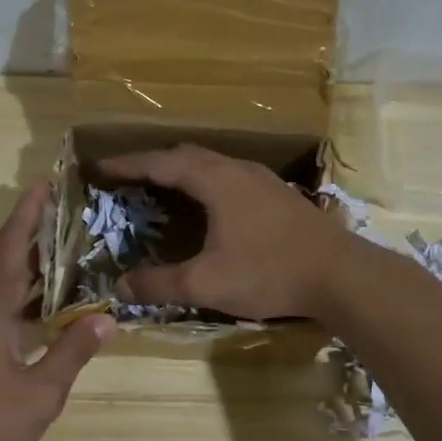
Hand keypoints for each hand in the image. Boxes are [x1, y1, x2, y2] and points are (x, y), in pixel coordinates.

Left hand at [0, 182, 113, 440]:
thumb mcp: (40, 391)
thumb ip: (72, 351)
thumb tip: (106, 317)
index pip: (11, 244)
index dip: (29, 211)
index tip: (47, 180)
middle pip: (6, 257)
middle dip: (36, 232)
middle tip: (74, 211)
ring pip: (1, 282)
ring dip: (31, 264)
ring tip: (70, 248)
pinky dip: (23, 294)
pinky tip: (50, 304)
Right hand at [96, 145, 353, 319]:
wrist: (342, 275)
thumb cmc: (270, 273)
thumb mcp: (206, 283)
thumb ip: (160, 284)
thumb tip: (121, 286)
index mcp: (215, 180)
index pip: (161, 163)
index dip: (128, 165)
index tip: (100, 167)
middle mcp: (237, 170)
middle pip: (186, 154)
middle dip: (152, 162)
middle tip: (127, 177)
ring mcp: (262, 180)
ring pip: (212, 163)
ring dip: (181, 170)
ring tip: (161, 186)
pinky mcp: (278, 195)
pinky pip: (229, 175)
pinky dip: (205, 180)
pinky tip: (209, 203)